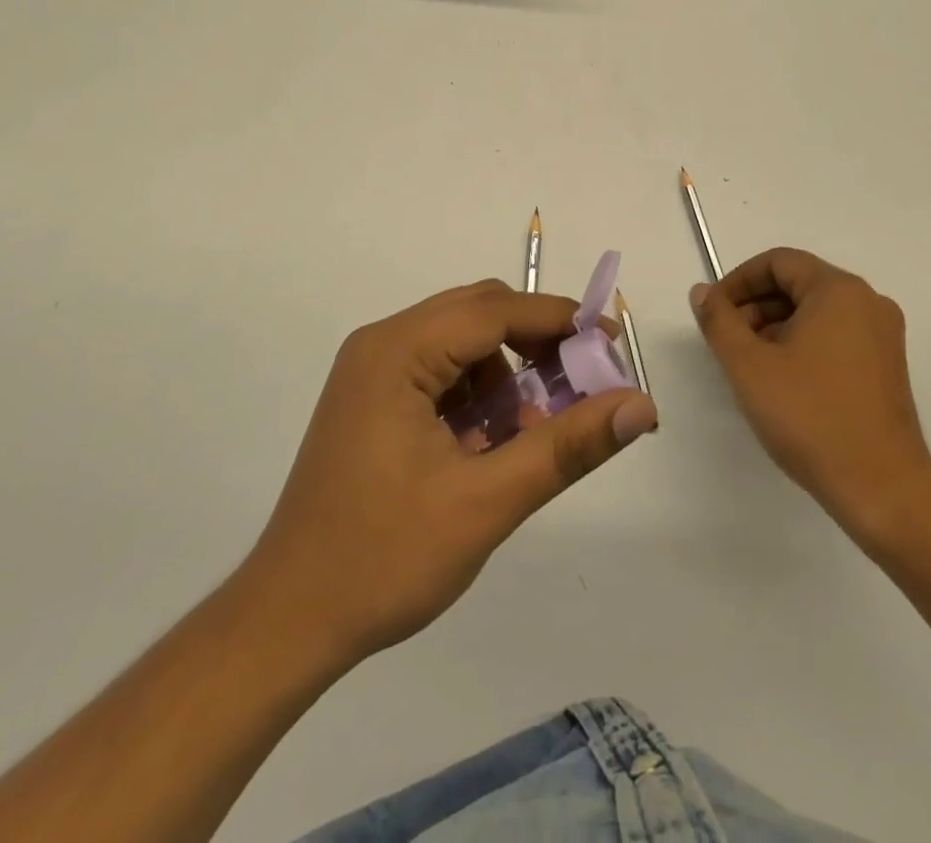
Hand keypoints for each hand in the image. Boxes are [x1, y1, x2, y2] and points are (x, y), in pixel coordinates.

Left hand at [245, 279, 658, 662]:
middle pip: (478, 315)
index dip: (560, 321)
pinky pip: (440, 372)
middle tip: (580, 390)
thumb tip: (641, 406)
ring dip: (506, 375)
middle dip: (535, 345)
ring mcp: (372, 371)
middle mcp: (382, 344)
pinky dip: (476, 395)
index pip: (496, 310)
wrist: (289, 620)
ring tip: (526, 436)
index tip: (611, 347)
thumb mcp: (487, 501)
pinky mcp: (372, 400)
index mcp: (398, 351)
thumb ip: (567, 447)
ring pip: (462, 343)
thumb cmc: (384, 558)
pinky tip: (486, 447)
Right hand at [690, 248, 930, 547]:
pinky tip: (781, 380)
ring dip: (774, 326)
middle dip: (754, 305)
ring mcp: (882, 335)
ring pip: (814, 311)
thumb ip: (719, 320)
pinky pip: (834, 335)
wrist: (882, 489)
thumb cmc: (810, 417)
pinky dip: (801, 343)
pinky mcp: (886, 365)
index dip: (738, 281)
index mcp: (839, 290)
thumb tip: (703, 292)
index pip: (778, 262)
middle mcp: (867, 302)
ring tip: (749, 365)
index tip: (713, 312)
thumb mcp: (748, 365)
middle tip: (726, 341)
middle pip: (797, 283)